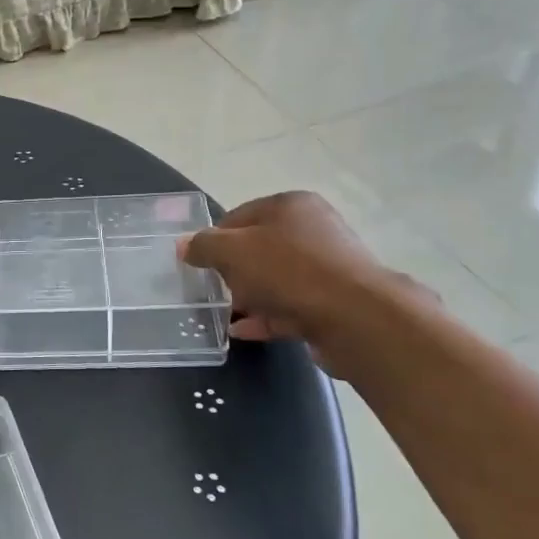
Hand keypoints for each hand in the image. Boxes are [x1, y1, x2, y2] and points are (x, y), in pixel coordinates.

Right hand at [178, 191, 418, 377]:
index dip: (214, 239)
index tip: (199, 264)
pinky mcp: (334, 302)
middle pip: (258, 248)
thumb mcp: (232, 252)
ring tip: (223, 314)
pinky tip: (242, 332)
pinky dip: (266, 316)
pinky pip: (290, 306)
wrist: (355, 317)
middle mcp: (313, 230)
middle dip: (232, 270)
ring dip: (249, 296)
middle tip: (212, 290)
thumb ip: (204, 246)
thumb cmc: (288, 270)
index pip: (238, 216)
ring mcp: (327, 267)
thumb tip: (184, 245)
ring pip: (275, 279)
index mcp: (290, 206)